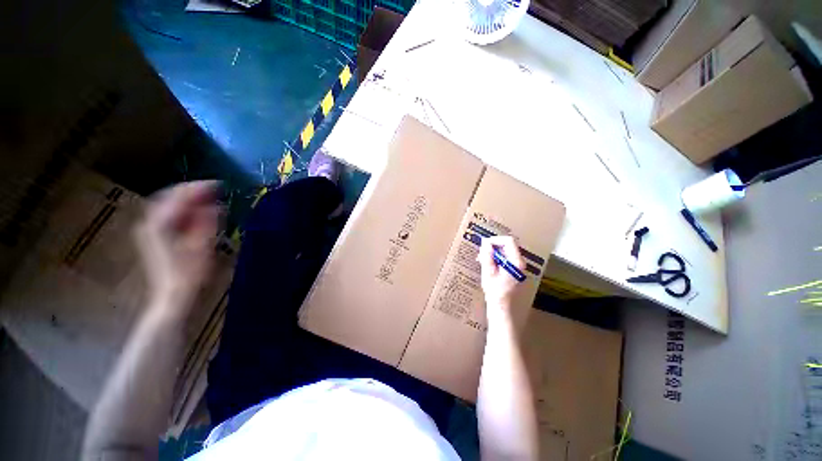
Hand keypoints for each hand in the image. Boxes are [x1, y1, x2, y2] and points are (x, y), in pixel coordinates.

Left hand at [135, 181, 220, 308]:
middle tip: (213, 189)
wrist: (174, 297)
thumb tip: (215, 205)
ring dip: (187, 199)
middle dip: (191, 190)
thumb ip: (207, 223)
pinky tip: (197, 212)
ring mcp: (150, 231)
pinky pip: (168, 215)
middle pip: (169, 197)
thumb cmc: (191, 274)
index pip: (178, 197)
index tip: (218, 184)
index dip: (198, 188)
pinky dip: (183, 209)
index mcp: (161, 225)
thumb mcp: (204, 247)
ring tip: (208, 198)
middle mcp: (150, 224)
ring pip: (167, 205)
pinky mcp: (155, 238)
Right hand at [477, 235, 525, 310]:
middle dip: (493, 246)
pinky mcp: (513, 269)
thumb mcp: (488, 271)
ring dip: (493, 252)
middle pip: (507, 245)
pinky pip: (504, 257)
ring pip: (505, 250)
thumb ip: (487, 255)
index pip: (508, 241)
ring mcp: (517, 266)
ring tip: (482, 258)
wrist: (501, 305)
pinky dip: (495, 257)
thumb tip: (485, 242)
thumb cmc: (495, 290)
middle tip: (481, 252)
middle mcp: (519, 262)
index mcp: (516, 262)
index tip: (484, 244)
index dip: (495, 240)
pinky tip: (487, 263)